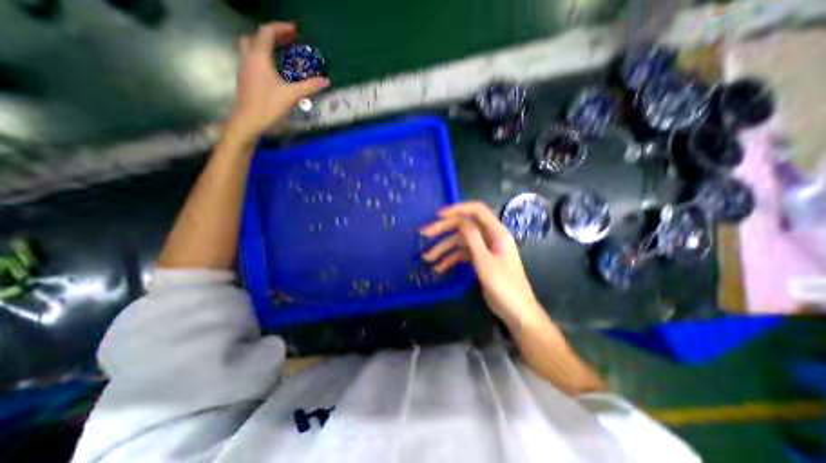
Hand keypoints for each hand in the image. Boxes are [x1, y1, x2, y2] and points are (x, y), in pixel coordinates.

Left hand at [226, 21, 330, 142]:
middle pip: (257, 36)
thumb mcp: (292, 95)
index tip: (295, 31)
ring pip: (251, 46)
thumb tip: (326, 81)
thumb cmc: (269, 106)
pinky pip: (251, 57)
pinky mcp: (245, 76)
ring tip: (281, 52)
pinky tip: (274, 67)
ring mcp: (244, 66)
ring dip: (265, 44)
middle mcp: (248, 56)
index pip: (267, 32)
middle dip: (273, 35)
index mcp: (259, 57)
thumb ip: (309, 86)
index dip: (281, 28)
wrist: (248, 120)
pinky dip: (262, 55)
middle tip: (289, 40)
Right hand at [420, 201, 546, 326]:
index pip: (477, 210)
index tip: (438, 215)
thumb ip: (472, 238)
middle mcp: (490, 237)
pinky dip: (450, 259)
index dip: (457, 209)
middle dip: (444, 229)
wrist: (517, 312)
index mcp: (496, 232)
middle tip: (425, 234)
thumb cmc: (504, 287)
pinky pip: (462, 254)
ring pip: (460, 242)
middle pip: (464, 226)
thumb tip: (459, 220)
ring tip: (427, 258)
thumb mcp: (485, 261)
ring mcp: (484, 249)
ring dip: (443, 248)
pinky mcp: (480, 260)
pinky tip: (439, 268)